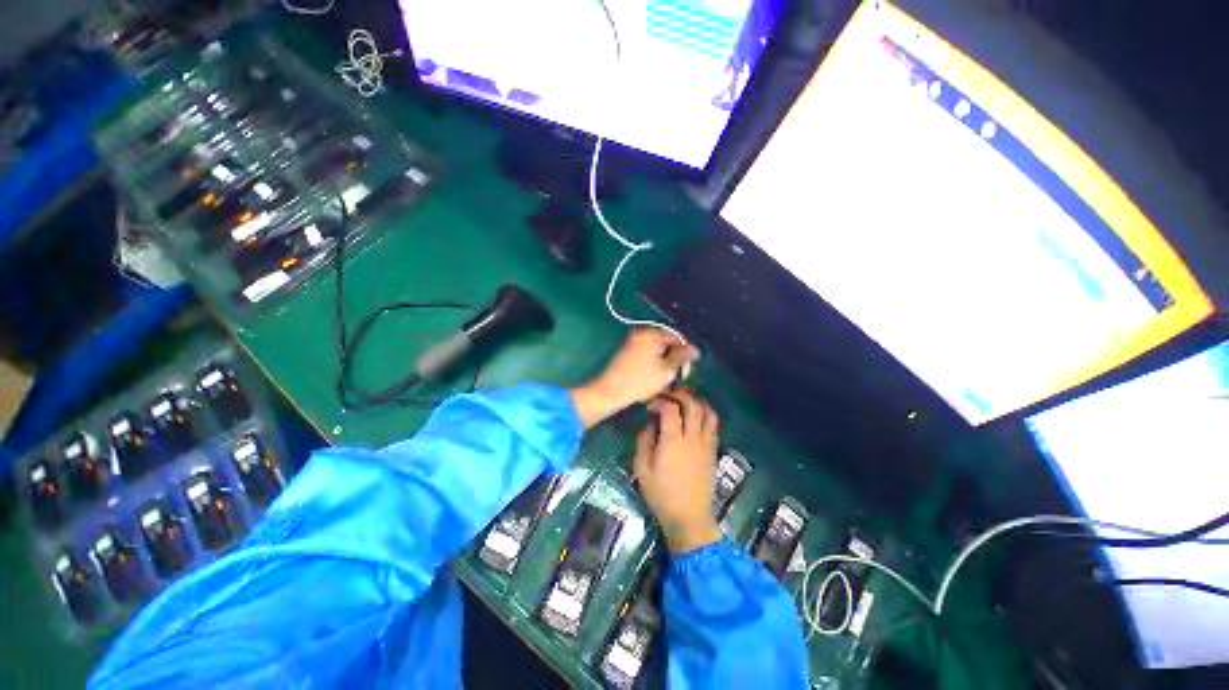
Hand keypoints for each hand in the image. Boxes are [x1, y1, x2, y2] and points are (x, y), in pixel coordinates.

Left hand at [571, 328, 698, 428]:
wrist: (611, 390)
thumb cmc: (642, 379)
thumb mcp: (667, 369)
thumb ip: (682, 356)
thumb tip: (694, 350)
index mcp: (652, 334)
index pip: (677, 337)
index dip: (687, 351)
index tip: (692, 366)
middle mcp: (641, 334)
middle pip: (666, 342)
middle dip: (675, 357)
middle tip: (680, 374)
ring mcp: (632, 343)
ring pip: (656, 350)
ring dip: (665, 362)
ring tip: (668, 378)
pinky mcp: (626, 354)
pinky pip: (646, 355)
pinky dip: (654, 364)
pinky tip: (655, 378)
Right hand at [633, 390, 721, 554]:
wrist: (689, 517)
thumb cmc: (662, 494)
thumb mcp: (642, 469)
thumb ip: (644, 441)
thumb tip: (650, 424)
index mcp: (673, 441)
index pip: (670, 409)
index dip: (660, 401)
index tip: (650, 405)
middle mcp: (693, 438)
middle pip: (692, 405)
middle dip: (679, 395)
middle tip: (668, 396)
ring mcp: (706, 444)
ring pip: (708, 412)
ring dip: (697, 401)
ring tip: (685, 401)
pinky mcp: (713, 451)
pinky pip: (713, 425)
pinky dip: (706, 414)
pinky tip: (696, 416)